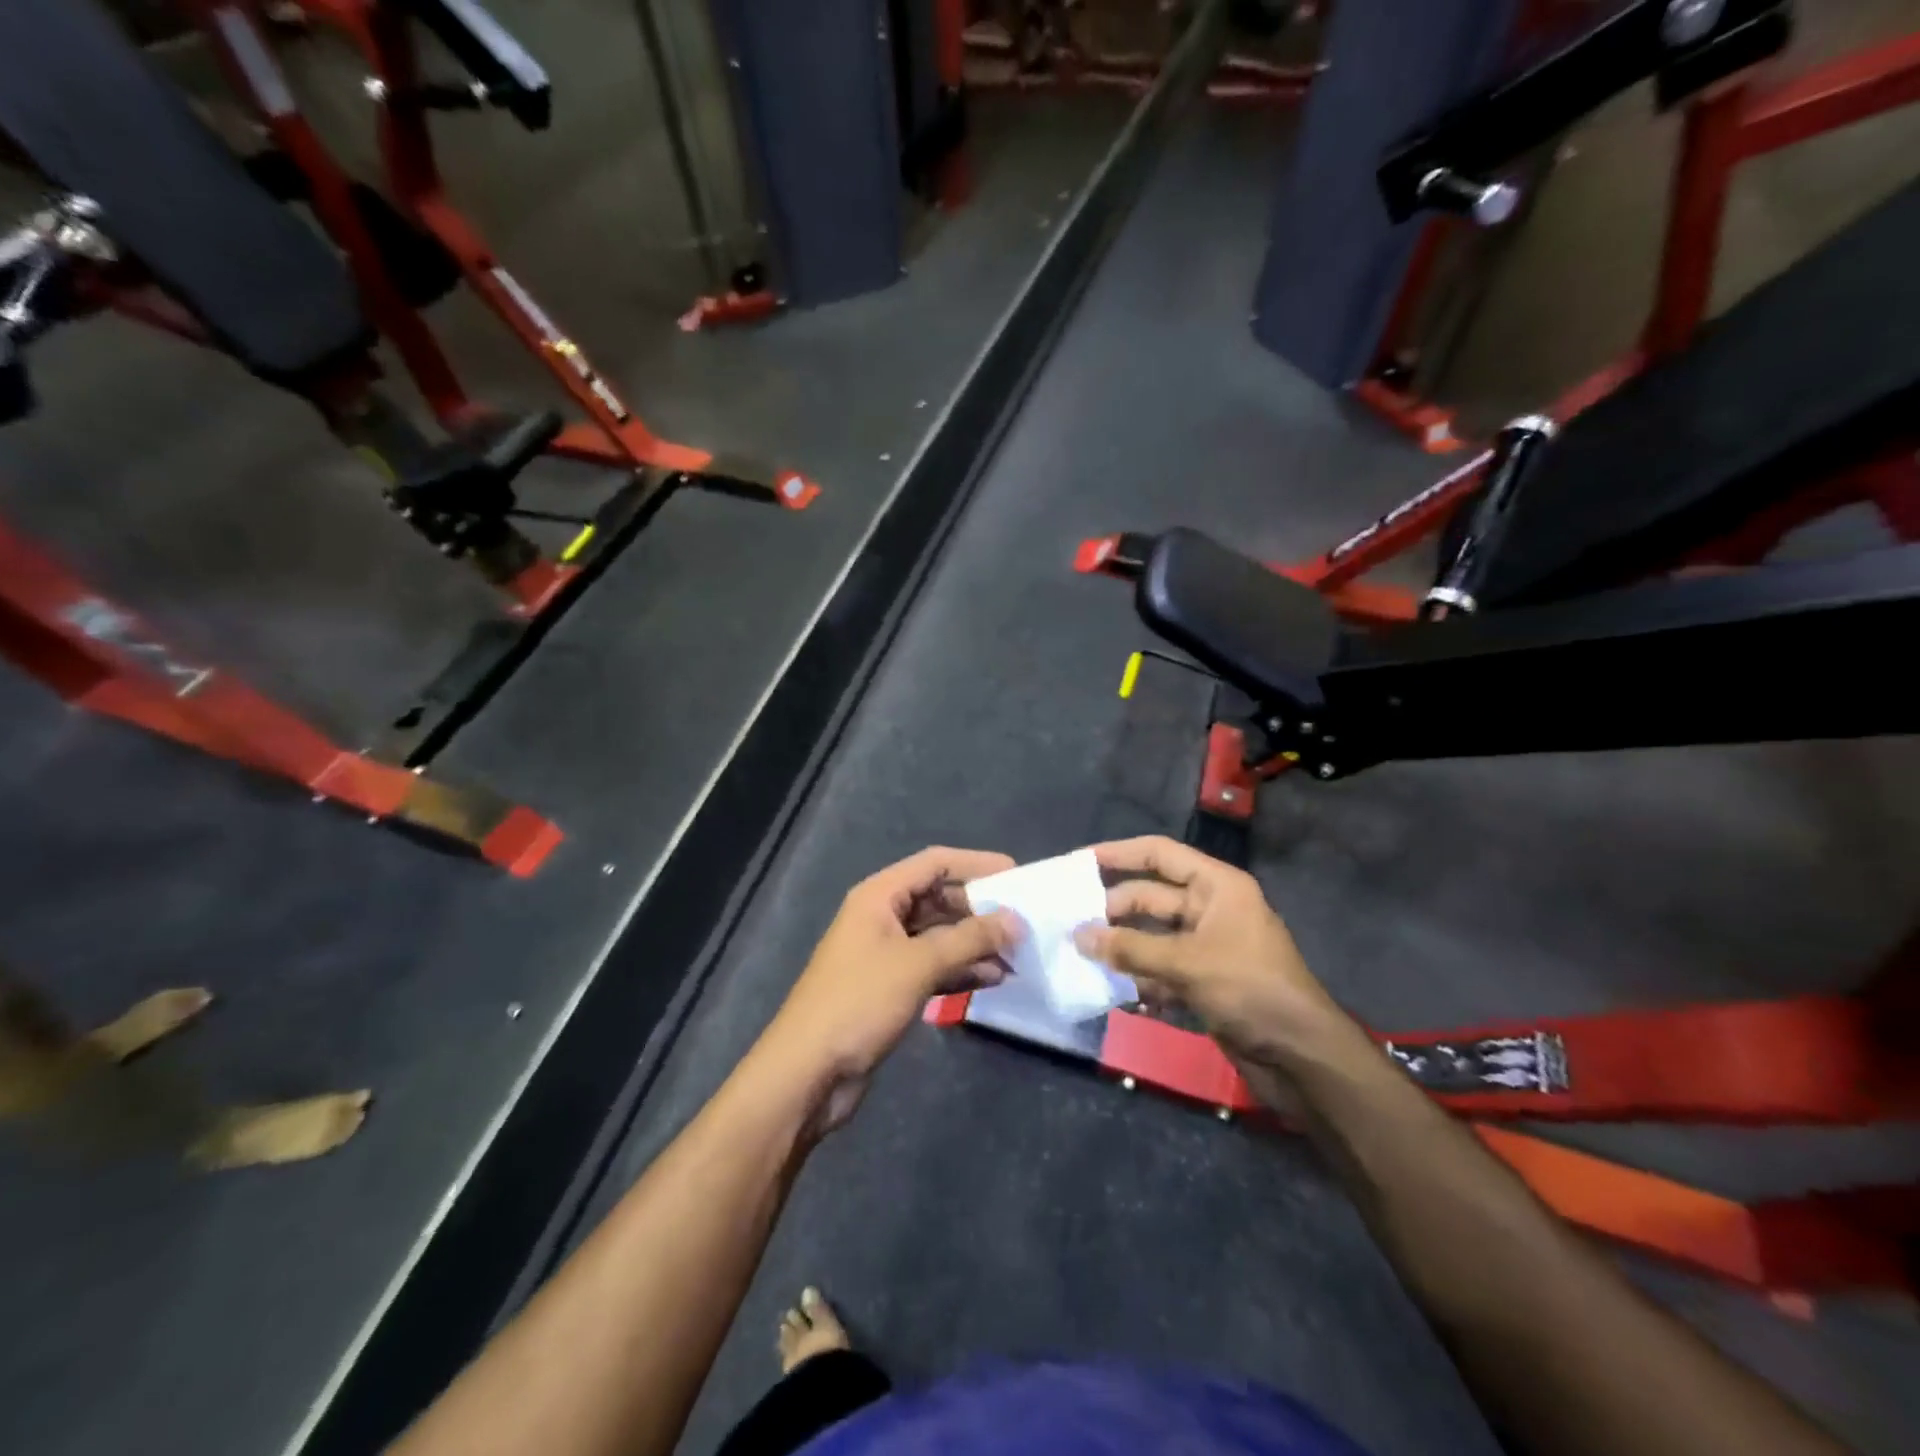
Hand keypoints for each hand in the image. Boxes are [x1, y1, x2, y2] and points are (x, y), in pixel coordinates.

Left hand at [760, 847, 1023, 1135]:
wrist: (808, 1072)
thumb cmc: (859, 1003)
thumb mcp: (918, 965)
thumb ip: (969, 939)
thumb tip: (1015, 921)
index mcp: (879, 896)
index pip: (935, 863)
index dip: (976, 864)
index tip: (1017, 875)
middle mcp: (882, 917)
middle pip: (939, 899)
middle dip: (980, 910)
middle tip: (1023, 922)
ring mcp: (885, 953)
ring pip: (939, 936)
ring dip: (975, 943)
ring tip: (1017, 956)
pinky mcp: (890, 987)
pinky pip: (933, 966)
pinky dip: (961, 970)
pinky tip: (993, 980)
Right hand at [1074, 836, 1350, 1070]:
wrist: (1302, 1057)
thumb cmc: (1249, 989)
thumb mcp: (1186, 963)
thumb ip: (1129, 949)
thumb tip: (1077, 936)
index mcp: (1216, 886)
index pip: (1160, 854)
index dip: (1118, 854)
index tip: (1077, 863)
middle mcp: (1211, 909)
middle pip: (1151, 897)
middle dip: (1113, 911)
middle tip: (1070, 925)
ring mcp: (1207, 947)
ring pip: (1152, 937)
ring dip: (1122, 949)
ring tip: (1081, 958)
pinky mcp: (1204, 983)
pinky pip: (1161, 971)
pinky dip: (1140, 980)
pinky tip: (1114, 993)